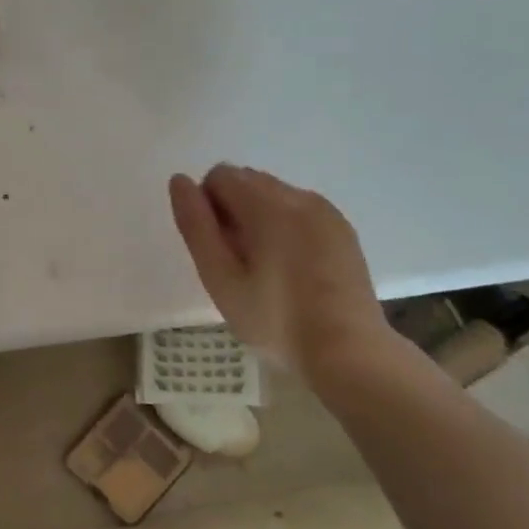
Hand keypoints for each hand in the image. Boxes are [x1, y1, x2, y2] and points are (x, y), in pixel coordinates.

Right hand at [168, 165, 398, 387]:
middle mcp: (300, 197)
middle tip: (238, 263)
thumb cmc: (275, 320)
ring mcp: (327, 212)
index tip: (217, 249)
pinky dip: (285, 227)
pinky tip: (291, 270)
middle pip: (248, 181)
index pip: (220, 176)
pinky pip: (300, 211)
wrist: (348, 352)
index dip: (207, 208)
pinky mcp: (342, 230)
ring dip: (259, 218)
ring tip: (265, 269)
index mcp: (268, 205)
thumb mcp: (221, 279)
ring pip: (275, 195)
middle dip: (232, 210)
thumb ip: (196, 226)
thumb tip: (179, 180)